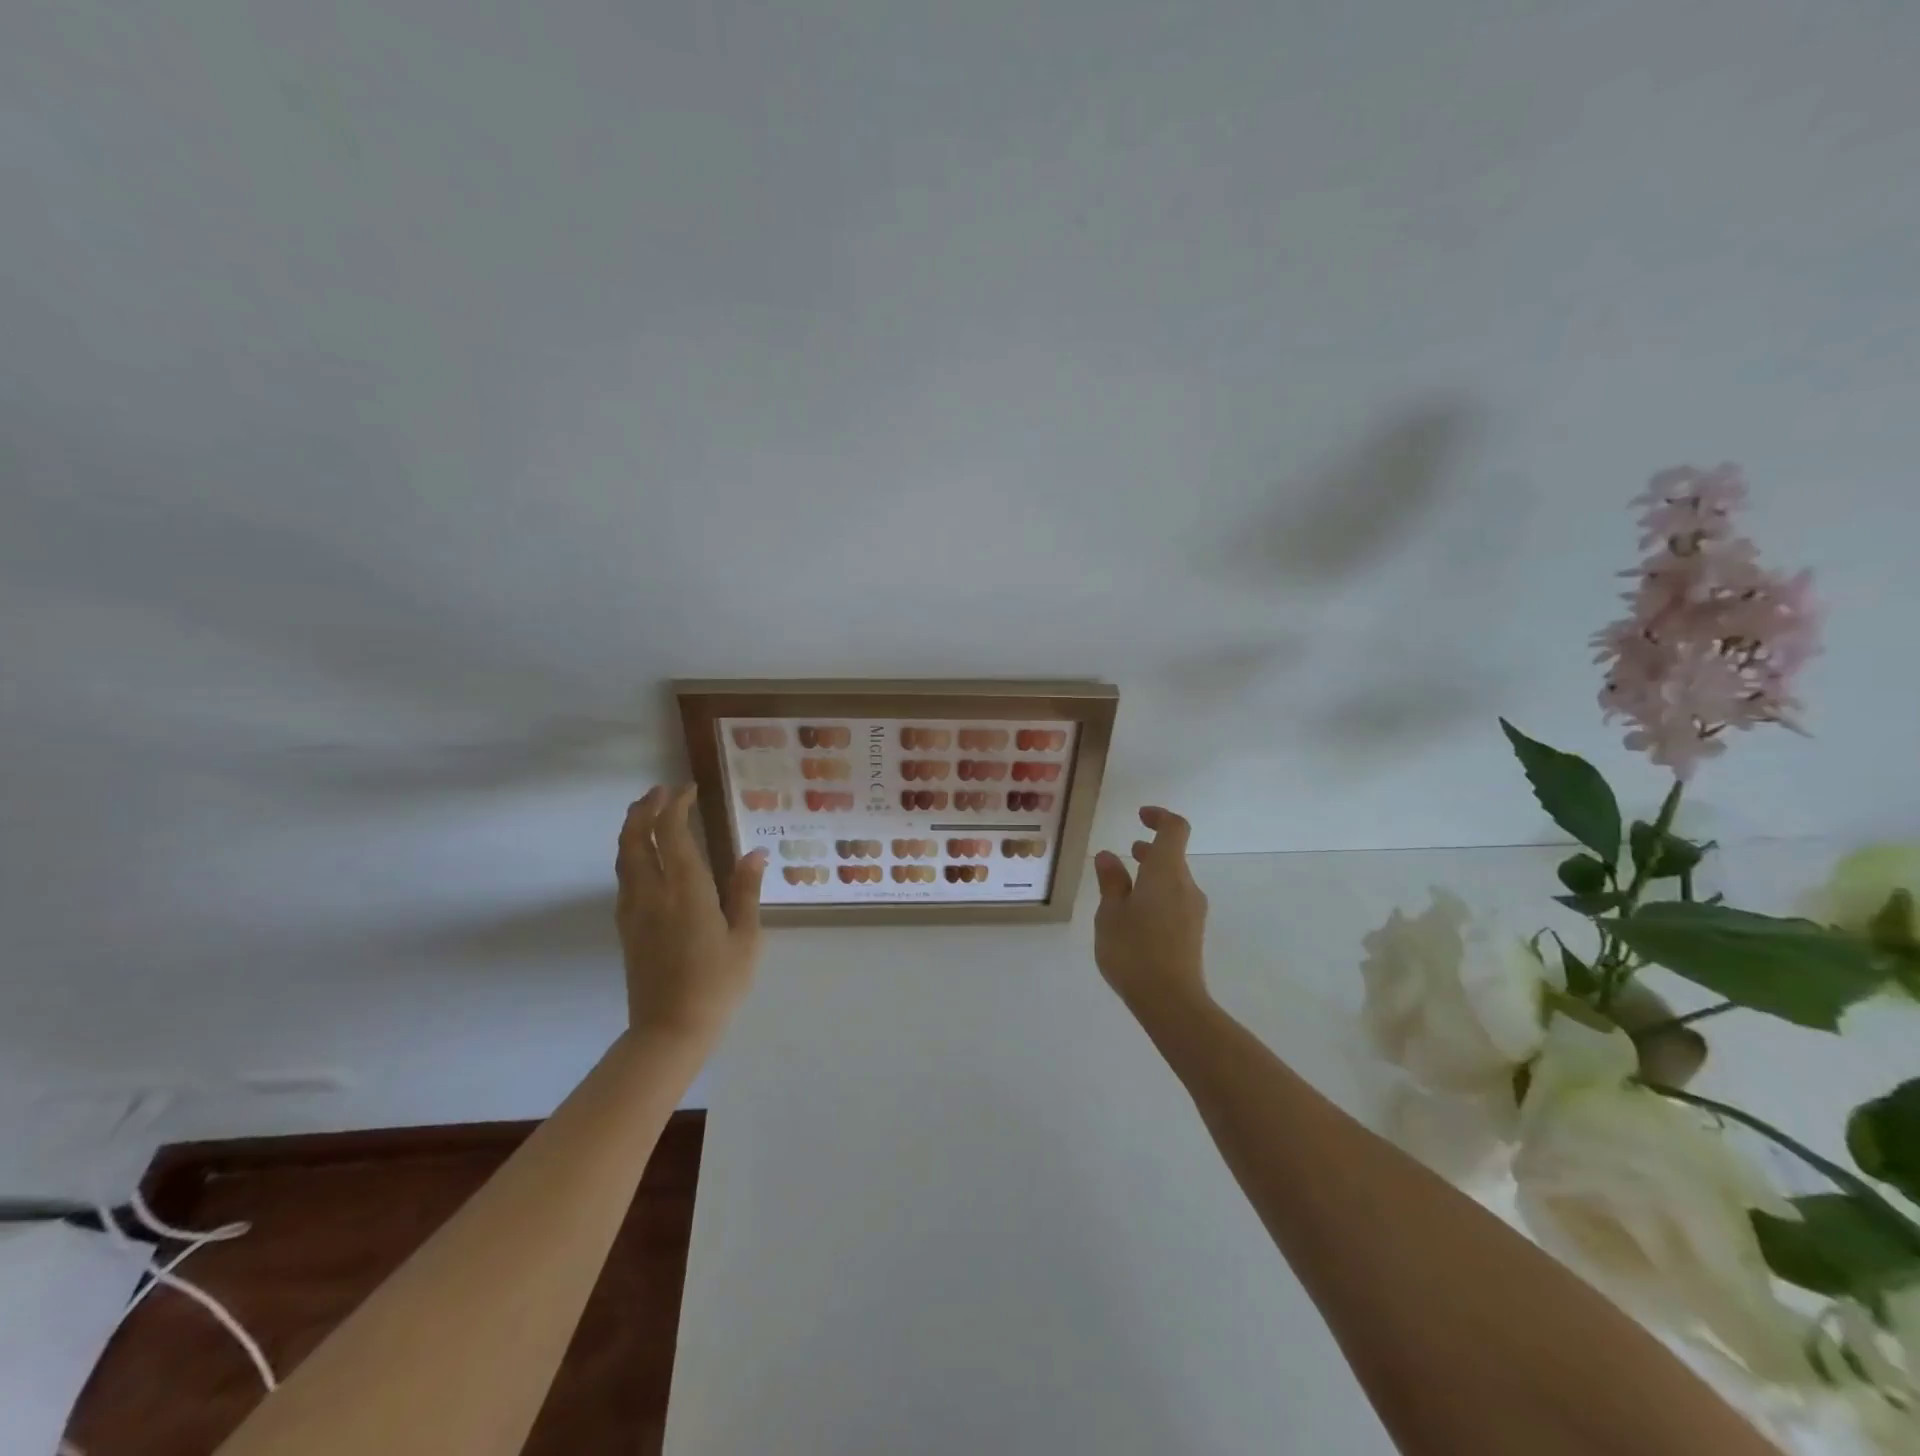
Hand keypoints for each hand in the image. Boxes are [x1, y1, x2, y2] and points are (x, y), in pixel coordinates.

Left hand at [615, 785, 767, 1041]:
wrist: (669, 1030)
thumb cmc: (718, 983)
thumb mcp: (745, 937)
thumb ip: (745, 891)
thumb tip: (754, 853)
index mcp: (686, 889)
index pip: (672, 832)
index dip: (677, 805)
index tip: (689, 789)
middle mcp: (652, 892)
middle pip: (636, 837)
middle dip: (645, 809)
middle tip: (660, 791)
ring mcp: (634, 910)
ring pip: (625, 856)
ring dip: (634, 828)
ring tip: (647, 813)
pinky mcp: (626, 927)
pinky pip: (624, 877)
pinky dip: (631, 853)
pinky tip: (645, 858)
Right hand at [1093, 806, 1209, 1019]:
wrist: (1171, 1001)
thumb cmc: (1134, 950)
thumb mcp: (1110, 913)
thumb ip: (1111, 882)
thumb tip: (1108, 856)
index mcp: (1166, 872)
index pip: (1174, 829)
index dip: (1159, 817)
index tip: (1140, 815)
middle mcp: (1186, 885)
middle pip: (1173, 856)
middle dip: (1149, 850)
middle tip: (1125, 852)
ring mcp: (1193, 910)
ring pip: (1173, 880)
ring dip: (1151, 875)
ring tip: (1121, 888)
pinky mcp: (1192, 932)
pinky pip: (1174, 901)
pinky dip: (1156, 895)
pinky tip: (1133, 917)